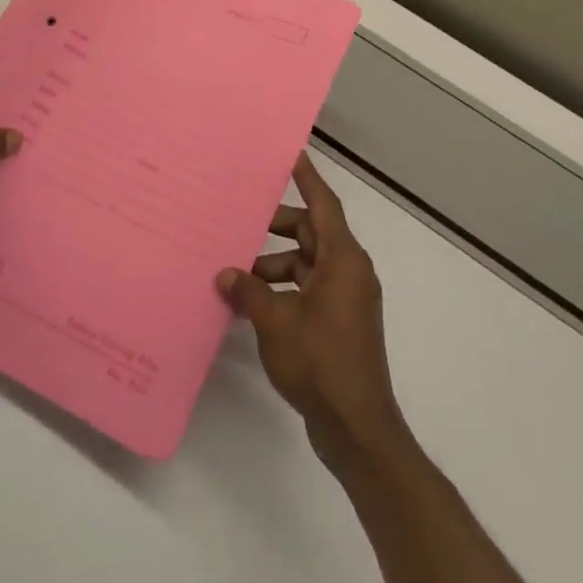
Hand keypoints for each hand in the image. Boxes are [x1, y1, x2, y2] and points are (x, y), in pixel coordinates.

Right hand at [217, 153, 407, 476]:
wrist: (357, 427)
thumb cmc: (321, 362)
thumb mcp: (276, 321)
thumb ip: (248, 291)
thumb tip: (225, 273)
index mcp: (343, 260)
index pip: (324, 205)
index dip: (308, 178)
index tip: (291, 155)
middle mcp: (349, 272)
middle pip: (311, 233)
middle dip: (276, 227)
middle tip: (240, 219)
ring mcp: (345, 300)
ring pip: (306, 263)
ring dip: (273, 263)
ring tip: (234, 270)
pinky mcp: (337, 323)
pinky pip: (307, 289)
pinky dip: (282, 288)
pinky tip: (250, 301)